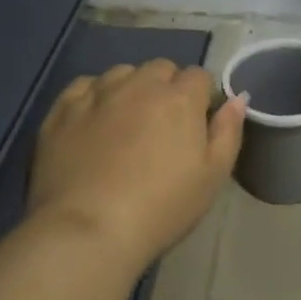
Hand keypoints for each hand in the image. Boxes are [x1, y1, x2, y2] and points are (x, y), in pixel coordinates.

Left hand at [29, 60, 246, 268]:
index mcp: (180, 98)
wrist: (88, 230)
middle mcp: (140, 84)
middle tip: (163, 126)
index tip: (196, 126)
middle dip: (167, 88)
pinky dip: (93, 95)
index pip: (199, 76)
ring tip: (126, 122)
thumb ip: (229, 131)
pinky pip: (84, 85)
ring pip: (122, 73)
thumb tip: (238, 97)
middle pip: (161, 68)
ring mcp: (97, 93)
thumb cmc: (161, 207)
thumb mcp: (212, 176)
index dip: (201, 98)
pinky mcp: (63, 109)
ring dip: (131, 88)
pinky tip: (93, 120)